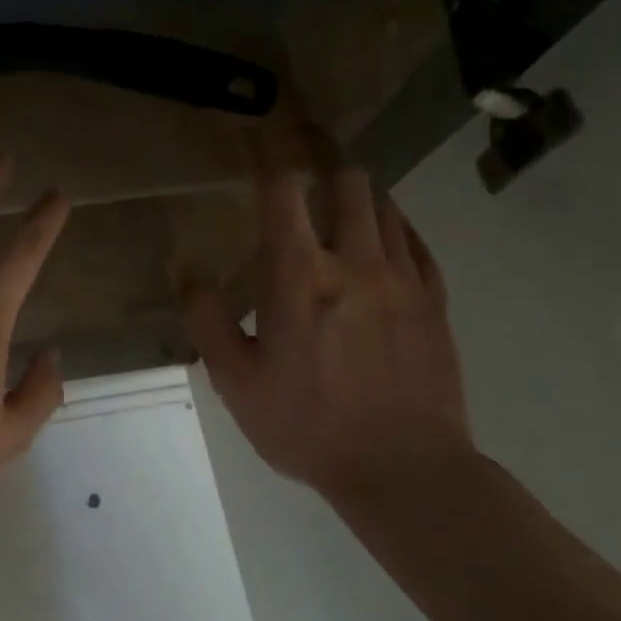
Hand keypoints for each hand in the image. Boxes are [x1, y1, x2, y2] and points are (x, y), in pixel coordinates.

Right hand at [180, 164, 472, 509]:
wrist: (403, 468)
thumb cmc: (306, 425)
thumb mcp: (236, 380)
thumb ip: (207, 318)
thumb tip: (185, 269)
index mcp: (299, 278)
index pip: (283, 195)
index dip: (269, 164)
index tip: (260, 152)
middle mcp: (355, 263)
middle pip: (349, 184)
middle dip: (324, 172)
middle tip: (307, 182)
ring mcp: (403, 280)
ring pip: (386, 209)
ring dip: (361, 199)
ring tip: (342, 211)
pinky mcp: (435, 303)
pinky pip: (418, 244)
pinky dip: (397, 230)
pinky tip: (386, 241)